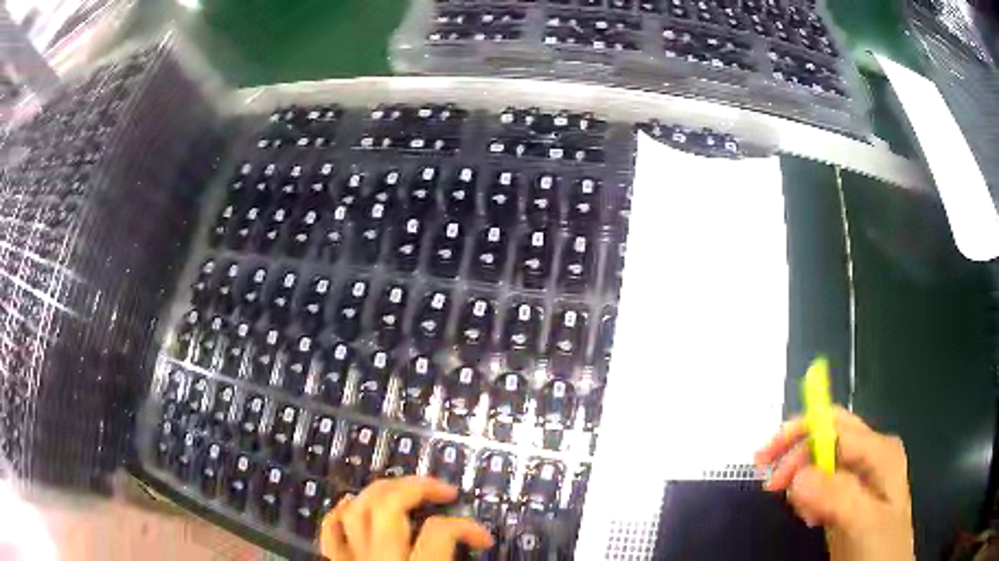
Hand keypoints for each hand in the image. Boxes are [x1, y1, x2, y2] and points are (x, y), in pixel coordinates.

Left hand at [319, 476, 493, 559]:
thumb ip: (457, 560)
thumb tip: (479, 542)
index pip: (440, 532)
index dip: (467, 526)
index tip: (483, 536)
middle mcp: (379, 558)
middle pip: (388, 506)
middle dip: (417, 487)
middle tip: (443, 489)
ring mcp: (352, 560)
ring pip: (355, 511)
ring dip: (379, 492)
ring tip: (402, 489)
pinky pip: (330, 533)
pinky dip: (339, 514)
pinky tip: (352, 504)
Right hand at [754, 406, 914, 560]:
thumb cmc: (882, 547)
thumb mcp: (865, 522)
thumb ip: (838, 497)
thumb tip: (798, 477)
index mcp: (879, 451)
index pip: (834, 426)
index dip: (799, 439)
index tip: (767, 469)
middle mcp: (870, 456)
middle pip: (827, 435)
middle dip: (795, 452)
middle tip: (769, 482)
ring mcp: (860, 478)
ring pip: (822, 461)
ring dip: (801, 480)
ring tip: (799, 511)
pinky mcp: (849, 499)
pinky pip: (822, 486)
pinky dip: (808, 497)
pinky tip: (809, 516)